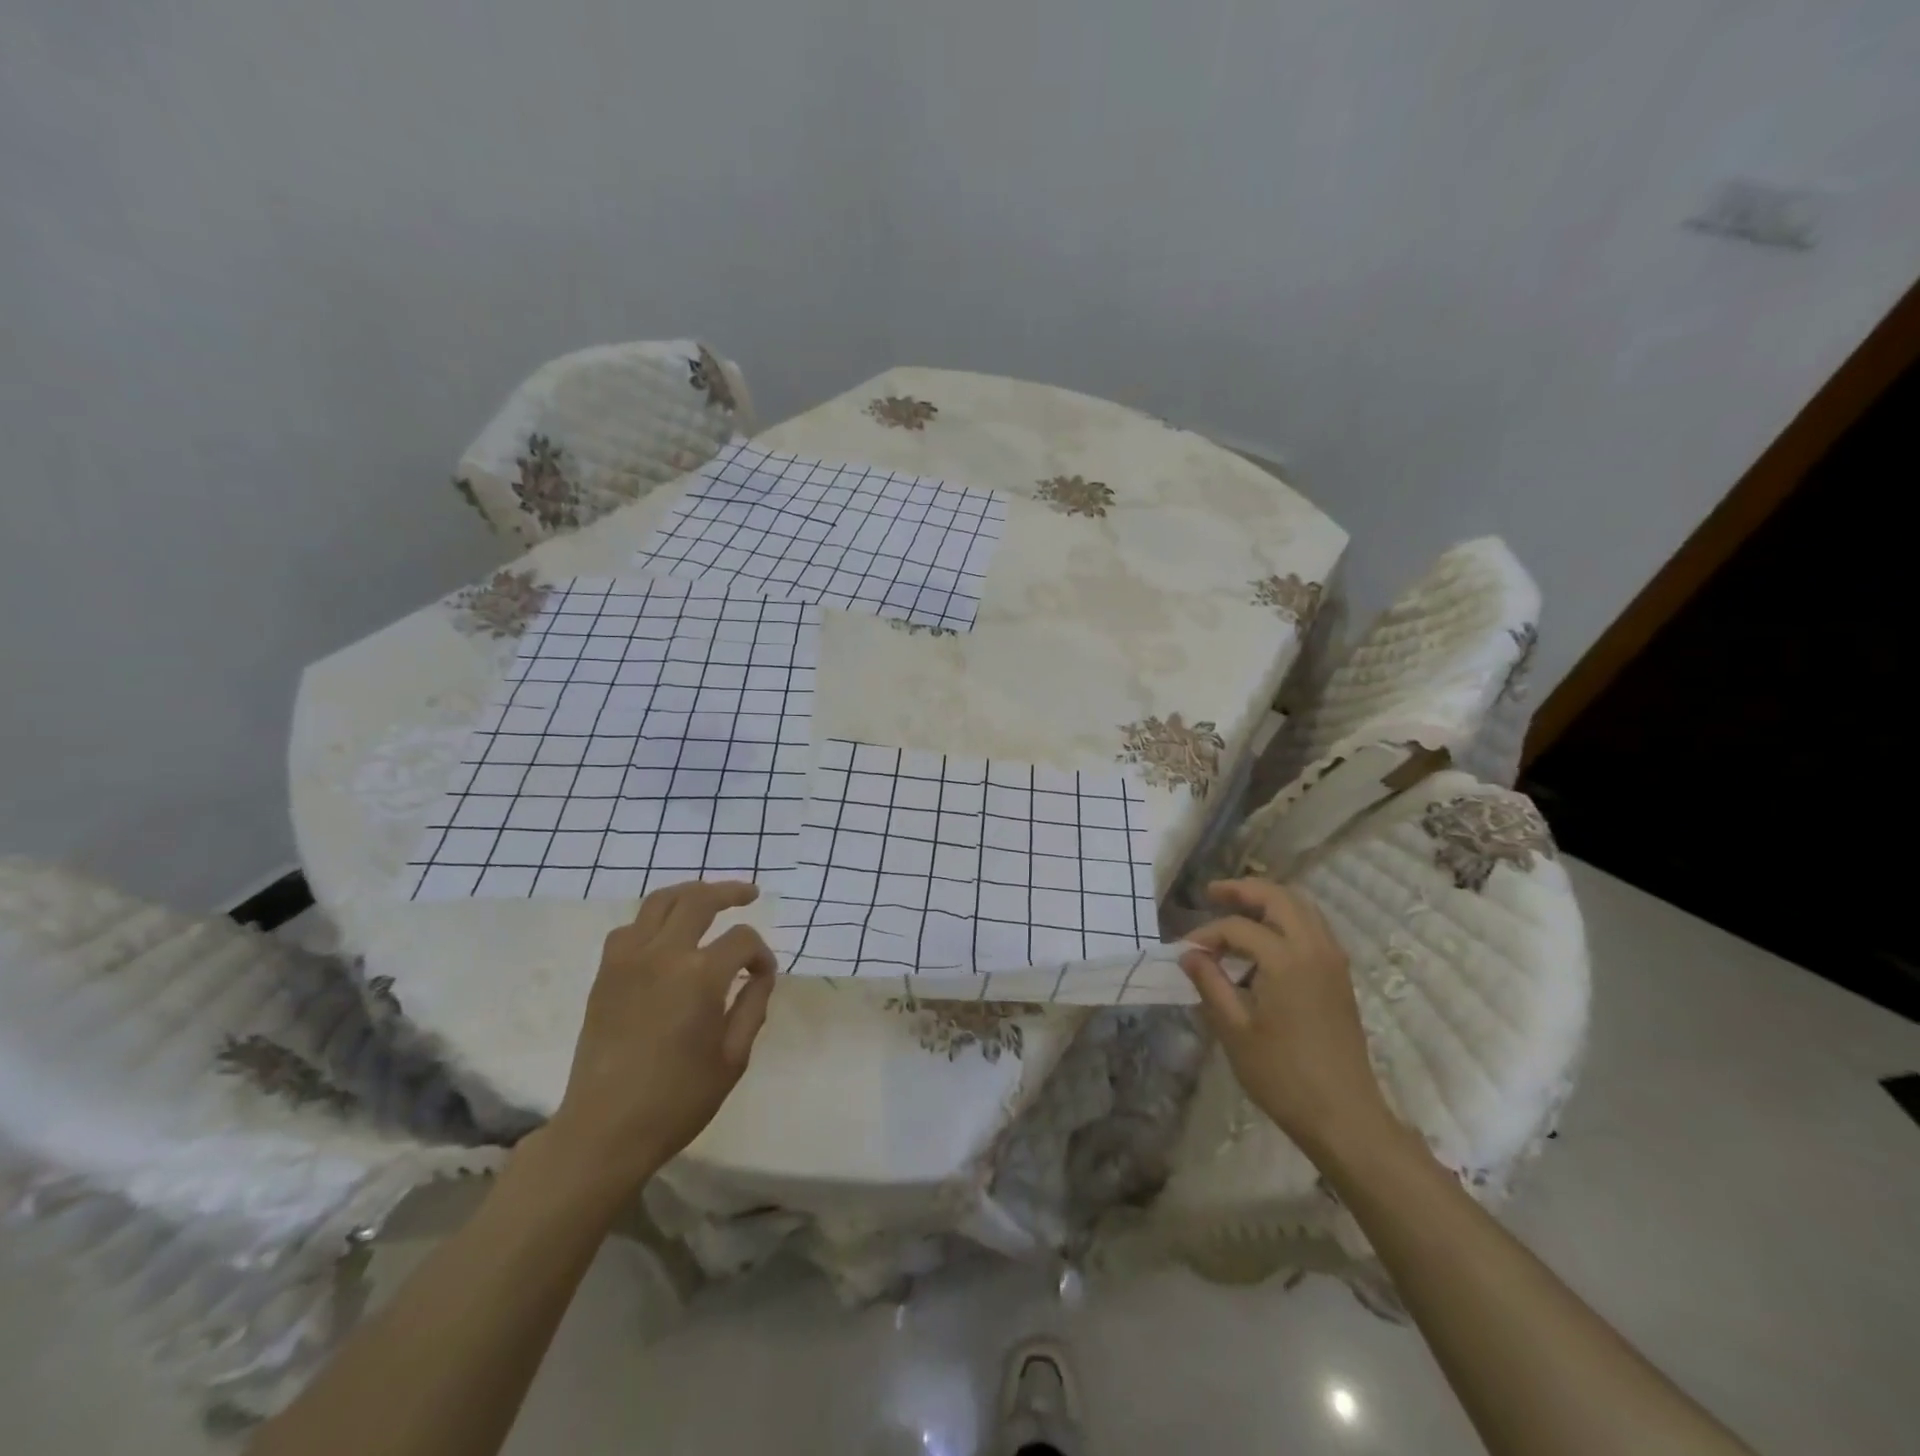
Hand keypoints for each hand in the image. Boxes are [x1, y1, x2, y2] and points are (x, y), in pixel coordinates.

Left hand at [542, 881, 776, 1195]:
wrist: (604, 1131)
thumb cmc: (678, 1100)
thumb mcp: (733, 1057)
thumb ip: (753, 1005)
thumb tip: (760, 972)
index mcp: (700, 977)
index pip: (742, 940)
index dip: (760, 953)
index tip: (763, 974)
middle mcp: (663, 956)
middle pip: (699, 900)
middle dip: (730, 892)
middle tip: (749, 894)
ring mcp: (627, 960)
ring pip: (660, 902)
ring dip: (690, 893)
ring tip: (708, 898)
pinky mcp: (605, 974)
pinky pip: (630, 927)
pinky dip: (653, 919)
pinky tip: (666, 934)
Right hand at [1179, 879, 1396, 1156]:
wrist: (1344, 1116)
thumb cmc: (1282, 1076)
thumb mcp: (1234, 1031)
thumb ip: (1210, 984)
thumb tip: (1189, 955)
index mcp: (1286, 960)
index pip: (1238, 928)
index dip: (1207, 934)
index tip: (1184, 951)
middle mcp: (1314, 949)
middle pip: (1279, 898)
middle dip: (1244, 891)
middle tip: (1213, 894)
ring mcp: (1333, 962)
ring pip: (1302, 908)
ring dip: (1269, 901)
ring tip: (1238, 909)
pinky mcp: (1341, 977)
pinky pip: (1314, 928)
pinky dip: (1288, 919)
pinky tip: (1266, 941)